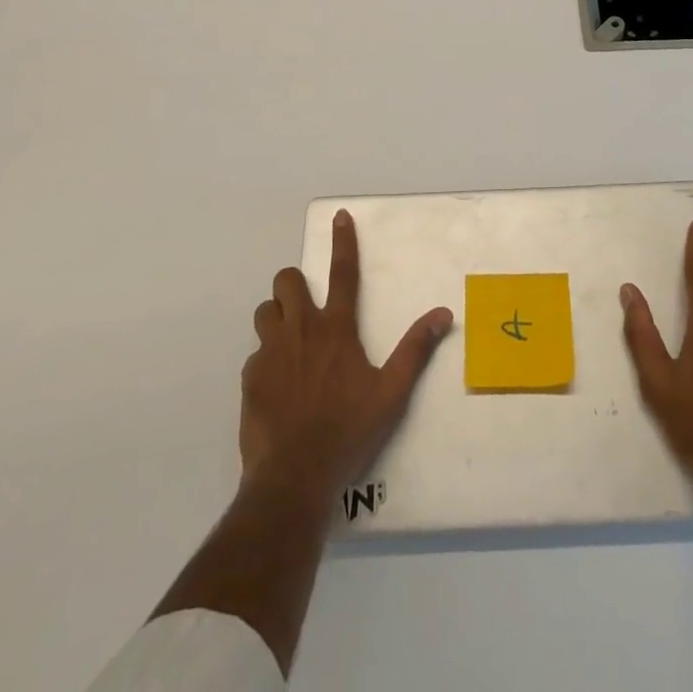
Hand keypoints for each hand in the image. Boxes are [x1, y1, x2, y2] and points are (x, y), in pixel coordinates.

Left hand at [242, 209, 453, 506]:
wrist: (294, 476)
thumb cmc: (348, 431)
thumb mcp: (391, 393)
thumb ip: (415, 350)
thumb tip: (442, 313)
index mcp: (336, 329)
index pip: (343, 273)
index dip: (343, 241)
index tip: (339, 216)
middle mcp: (301, 329)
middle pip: (287, 281)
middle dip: (295, 285)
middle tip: (307, 308)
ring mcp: (270, 352)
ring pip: (265, 311)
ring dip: (277, 317)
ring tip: (290, 343)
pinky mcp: (250, 377)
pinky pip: (255, 353)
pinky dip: (266, 359)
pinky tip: (278, 386)